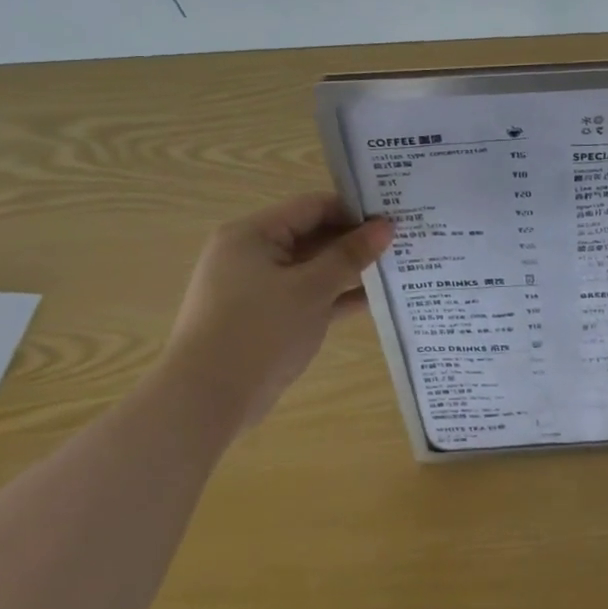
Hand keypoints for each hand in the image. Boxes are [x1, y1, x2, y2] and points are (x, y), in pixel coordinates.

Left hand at [161, 194, 392, 429]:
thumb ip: (350, 255)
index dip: (354, 210)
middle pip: (313, 235)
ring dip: (349, 270)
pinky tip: (374, 300)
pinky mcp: (266, 318)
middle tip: (401, 242)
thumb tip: (386, 226)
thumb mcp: (311, 288)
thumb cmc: (259, 330)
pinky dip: (335, 296)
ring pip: (313, 268)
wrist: (206, 401)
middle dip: (355, 241)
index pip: (312, 207)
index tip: (394, 218)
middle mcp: (252, 254)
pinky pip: (307, 296)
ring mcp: (257, 288)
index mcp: (253, 234)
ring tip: (396, 268)